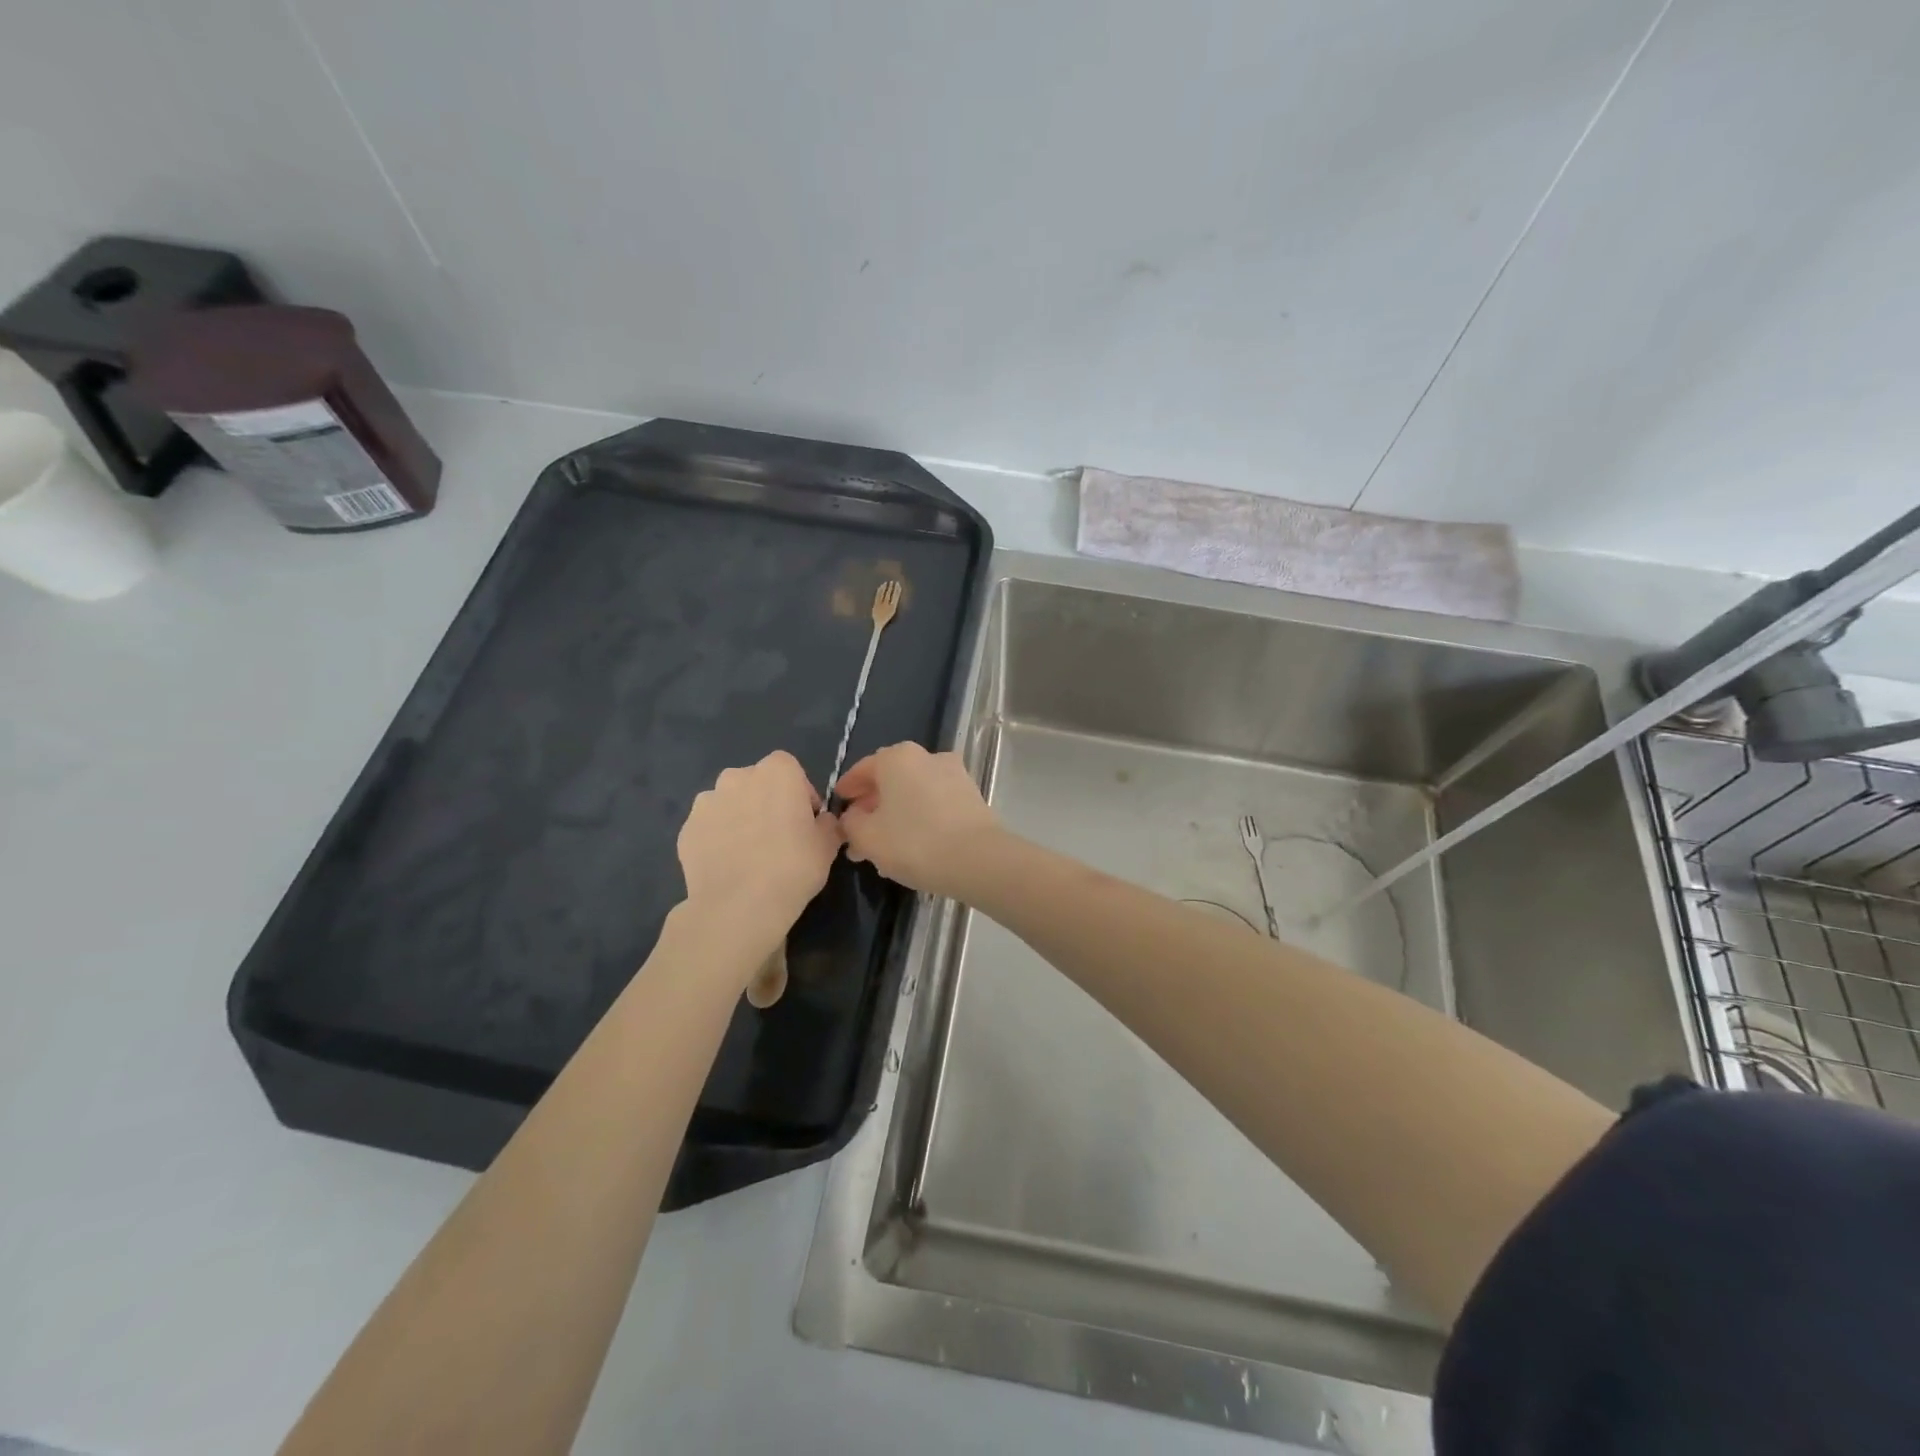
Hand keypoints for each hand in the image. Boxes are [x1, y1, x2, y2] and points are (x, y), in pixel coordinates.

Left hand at [677, 752, 841, 946]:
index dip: (800, 794)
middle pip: (756, 783)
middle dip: (766, 802)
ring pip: (729, 803)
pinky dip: (717, 839)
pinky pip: (709, 827)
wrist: (738, 905)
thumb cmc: (793, 866)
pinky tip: (728, 866)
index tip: (805, 821)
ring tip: (749, 853)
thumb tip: (821, 822)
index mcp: (777, 772)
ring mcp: (706, 802)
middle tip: (778, 837)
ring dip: (739, 817)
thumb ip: (827, 824)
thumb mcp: (828, 845)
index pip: (791, 770)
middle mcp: (737, 777)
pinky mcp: (686, 829)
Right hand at [836, 742, 999, 896]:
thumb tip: (853, 817)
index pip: (864, 768)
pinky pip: (936, 802)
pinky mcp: (972, 796)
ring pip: (914, 791)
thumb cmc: (914, 842)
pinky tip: (913, 841)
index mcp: (898, 758)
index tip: (839, 803)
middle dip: (873, 803)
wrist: (977, 859)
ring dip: (897, 811)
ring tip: (885, 841)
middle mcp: (927, 757)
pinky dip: (921, 815)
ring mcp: (954, 774)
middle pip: (891, 778)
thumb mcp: (868, 837)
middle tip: (858, 828)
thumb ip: (851, 824)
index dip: (848, 788)